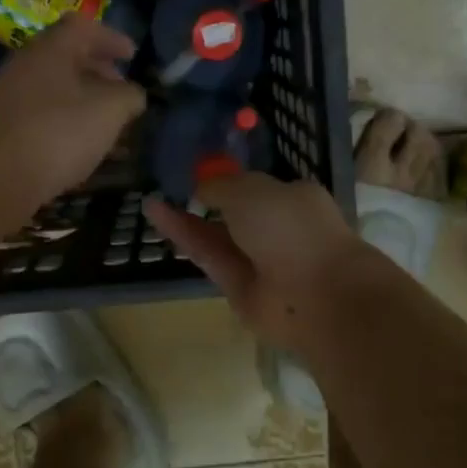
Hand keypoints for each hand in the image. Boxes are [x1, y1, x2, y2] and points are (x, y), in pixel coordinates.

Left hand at [0, 15, 145, 208]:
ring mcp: (7, 96)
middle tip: (120, 88)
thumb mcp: (110, 111)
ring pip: (52, 87)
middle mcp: (24, 64)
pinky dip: (63, 119)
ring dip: (80, 98)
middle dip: (97, 70)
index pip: (83, 26)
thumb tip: (133, 94)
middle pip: (65, 56)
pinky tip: (76, 144)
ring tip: (103, 121)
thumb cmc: (58, 133)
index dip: (111, 38)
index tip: (132, 56)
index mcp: (51, 49)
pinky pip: (39, 112)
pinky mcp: (0, 127)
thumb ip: (129, 96)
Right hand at [143, 173, 379, 350]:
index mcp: (294, 199)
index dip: (227, 180)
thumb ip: (221, 185)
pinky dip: (182, 236)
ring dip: (185, 219)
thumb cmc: (292, 228)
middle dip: (203, 201)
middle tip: (167, 187)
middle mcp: (277, 229)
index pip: (256, 187)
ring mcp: (257, 261)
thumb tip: (201, 188)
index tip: (197, 173)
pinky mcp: (237, 288)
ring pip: (216, 236)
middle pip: (233, 213)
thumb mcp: (251, 190)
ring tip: (151, 200)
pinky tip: (156, 215)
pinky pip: (207, 256)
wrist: (315, 294)